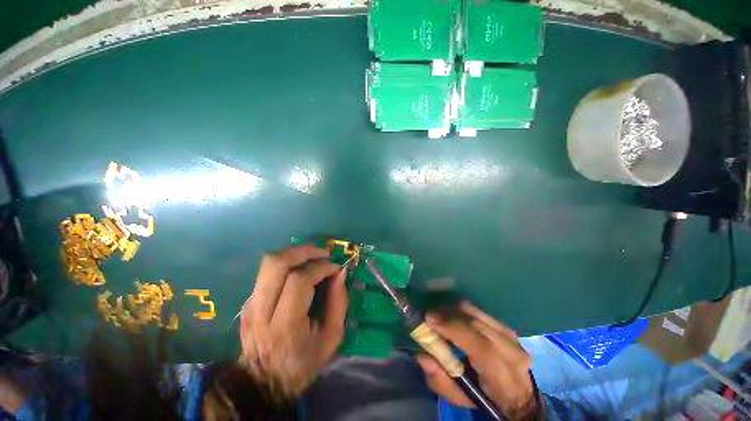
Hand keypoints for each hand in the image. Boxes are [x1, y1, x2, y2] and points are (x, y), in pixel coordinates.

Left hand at [238, 244, 347, 397]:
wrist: (262, 383)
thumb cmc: (301, 363)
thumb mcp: (331, 337)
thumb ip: (339, 302)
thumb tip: (340, 273)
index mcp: (284, 324)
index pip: (299, 281)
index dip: (321, 268)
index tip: (336, 268)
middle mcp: (261, 310)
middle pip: (276, 263)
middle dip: (303, 251)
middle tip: (323, 254)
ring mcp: (250, 304)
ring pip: (269, 262)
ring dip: (295, 253)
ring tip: (313, 257)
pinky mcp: (248, 301)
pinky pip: (268, 271)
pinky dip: (287, 264)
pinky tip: (301, 270)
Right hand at [416, 302, 536, 419]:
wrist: (518, 394)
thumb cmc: (486, 399)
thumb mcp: (460, 398)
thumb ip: (440, 380)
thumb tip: (421, 355)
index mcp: (502, 375)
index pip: (479, 346)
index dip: (453, 328)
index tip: (429, 319)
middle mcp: (511, 351)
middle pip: (475, 322)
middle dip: (447, 315)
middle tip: (429, 317)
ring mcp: (511, 335)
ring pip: (476, 312)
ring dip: (453, 311)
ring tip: (439, 317)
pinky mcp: (505, 325)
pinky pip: (478, 311)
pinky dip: (461, 311)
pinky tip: (452, 318)